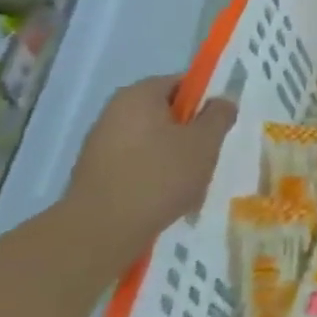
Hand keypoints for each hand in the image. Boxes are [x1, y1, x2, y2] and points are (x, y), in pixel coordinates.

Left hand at [62, 75, 235, 267]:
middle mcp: (114, 111)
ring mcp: (99, 144)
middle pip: (166, 114)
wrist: (98, 233)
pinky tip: (163, 201)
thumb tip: (222, 102)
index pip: (182, 84)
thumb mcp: (204, 142)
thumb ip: (219, 115)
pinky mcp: (93, 175)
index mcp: (139, 94)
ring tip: (188, 186)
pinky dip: (152, 178)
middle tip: (207, 157)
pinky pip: (134, 166)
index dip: (206, 102)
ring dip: (173, 159)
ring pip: (152, 143)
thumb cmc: (158, 176)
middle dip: (189, 134)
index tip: (218, 127)